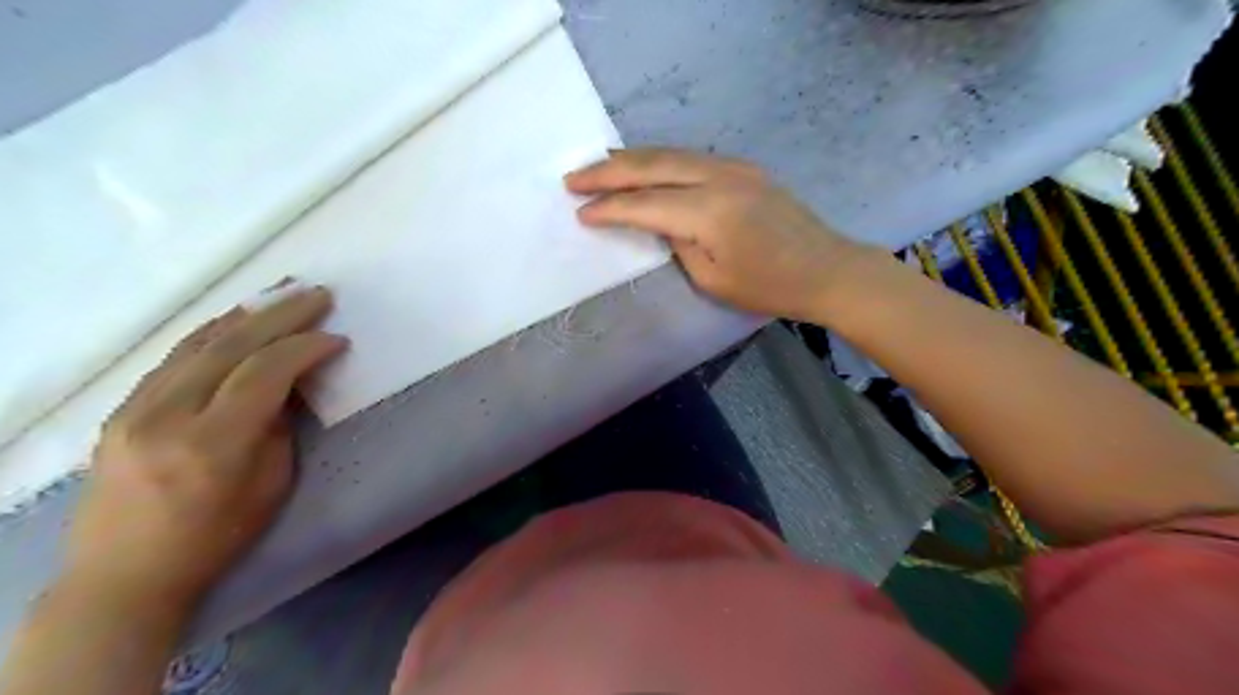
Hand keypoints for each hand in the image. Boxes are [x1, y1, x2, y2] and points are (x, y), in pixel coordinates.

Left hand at [69, 282, 347, 607]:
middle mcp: (166, 416)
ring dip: (246, 314)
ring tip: (280, 293)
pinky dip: (212, 332)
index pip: (264, 372)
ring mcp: (135, 408)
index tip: (337, 338)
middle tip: (317, 295)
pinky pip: (174, 357)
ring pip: (197, 343)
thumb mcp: (270, 484)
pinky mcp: (122, 408)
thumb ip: (279, 425)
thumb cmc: (216, 536)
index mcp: (212, 443)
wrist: (124, 573)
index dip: (305, 347)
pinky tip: (235, 320)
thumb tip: (289, 382)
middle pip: (230, 346)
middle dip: (280, 315)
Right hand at [564, 146, 863, 320]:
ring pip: (670, 154)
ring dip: (631, 160)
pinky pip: (690, 158)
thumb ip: (678, 243)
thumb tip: (660, 220)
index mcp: (709, 212)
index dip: (609, 208)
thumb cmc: (769, 287)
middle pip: (652, 166)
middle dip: (608, 172)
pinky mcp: (743, 168)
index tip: (579, 212)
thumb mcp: (713, 279)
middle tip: (573, 178)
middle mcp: (718, 178)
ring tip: (599, 167)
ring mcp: (734, 167)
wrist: (826, 269)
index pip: (645, 203)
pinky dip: (660, 160)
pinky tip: (644, 166)